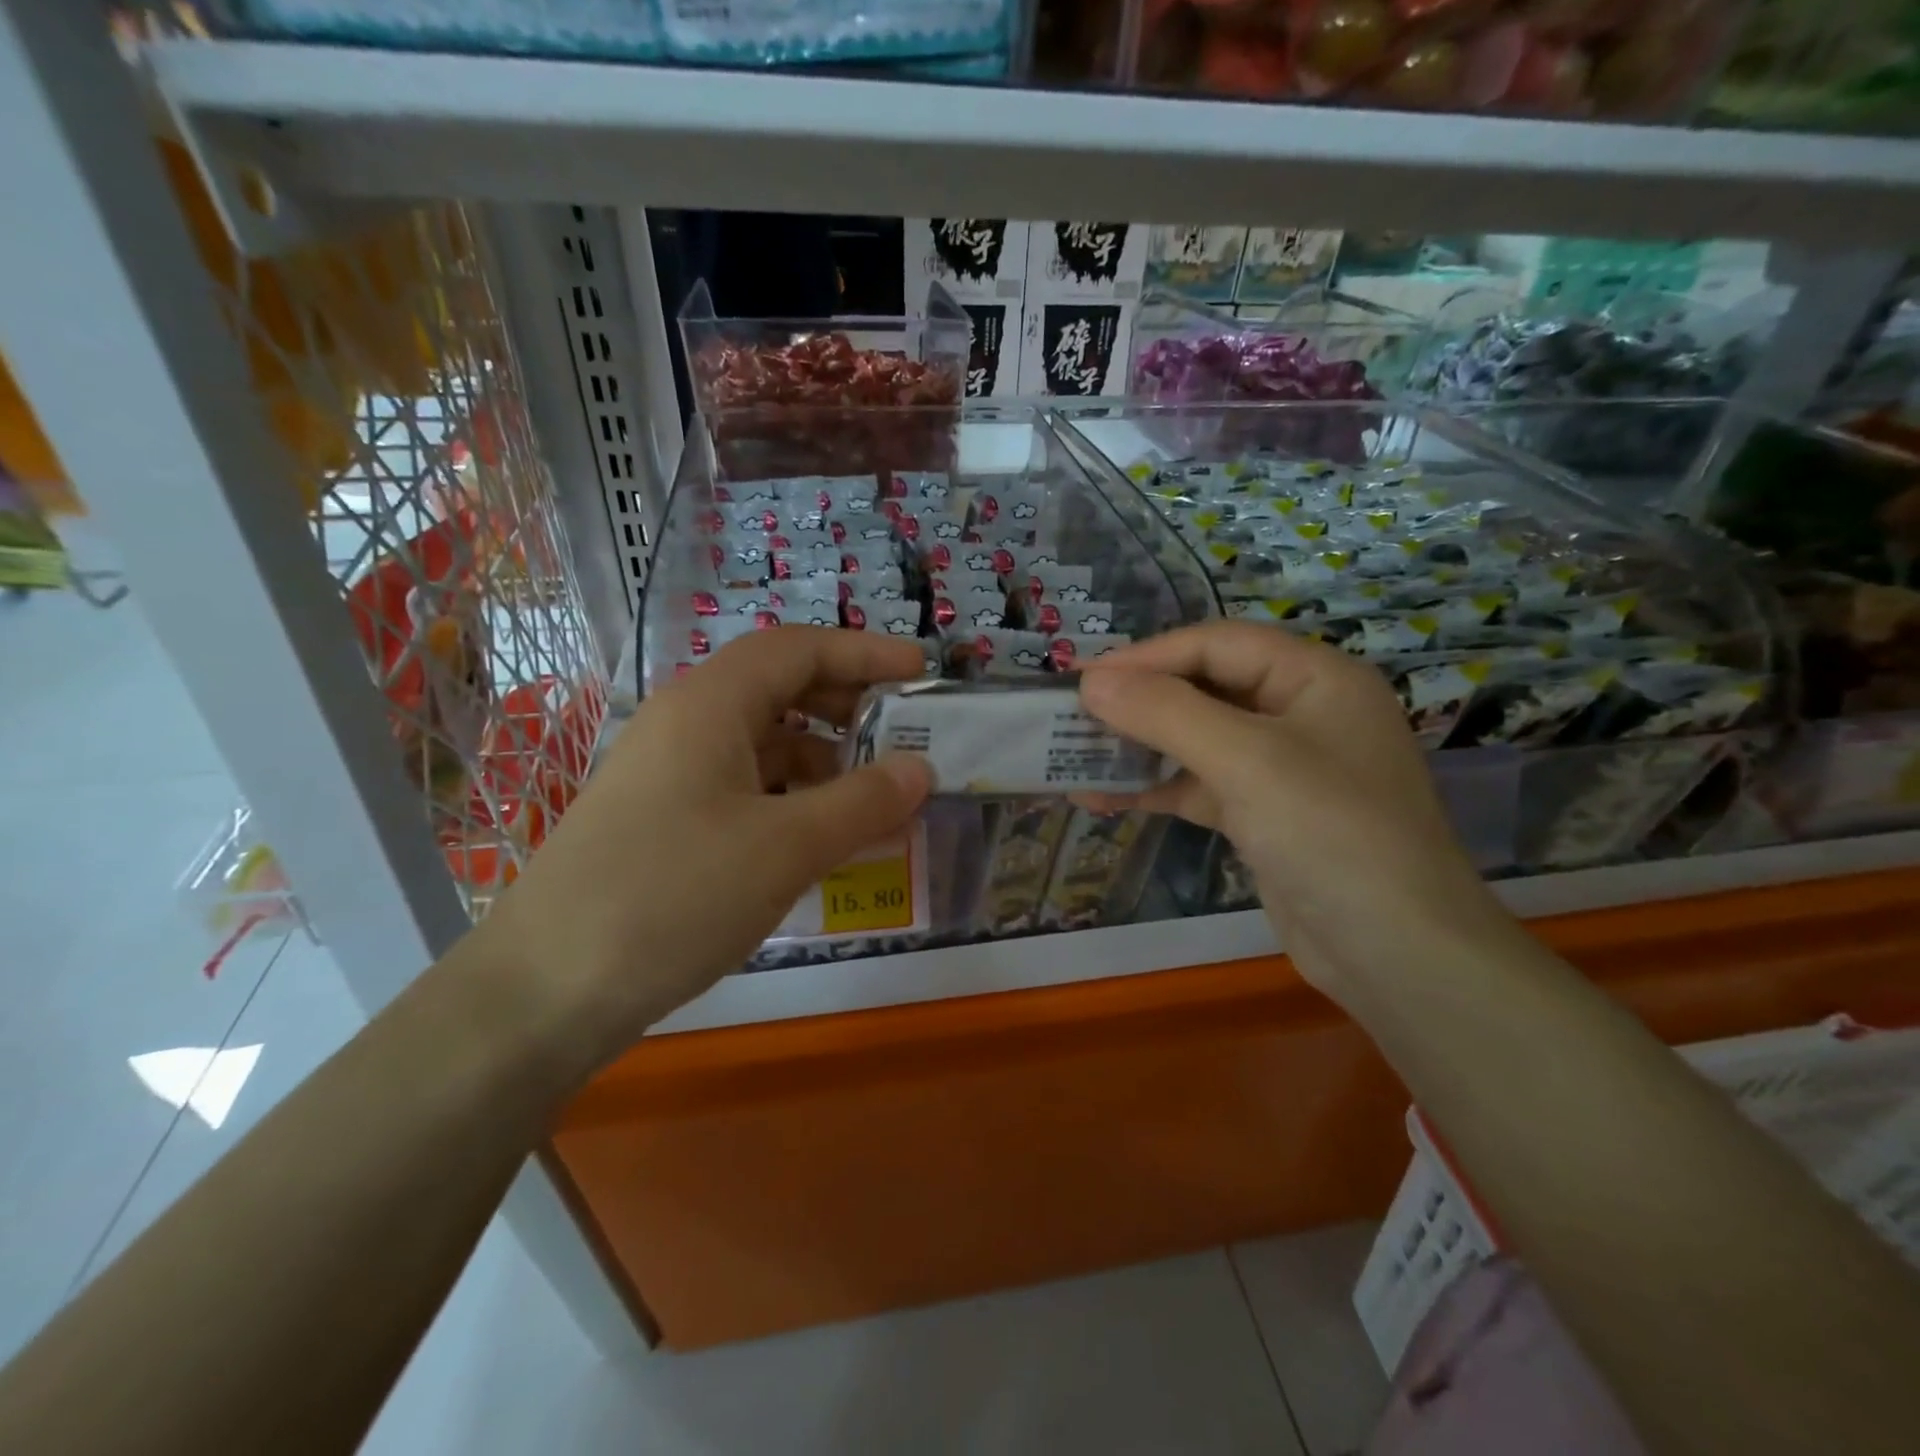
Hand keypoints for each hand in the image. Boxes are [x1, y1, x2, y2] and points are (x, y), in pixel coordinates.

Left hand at [478, 627, 931, 1063]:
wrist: (544, 992)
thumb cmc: (673, 896)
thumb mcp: (785, 847)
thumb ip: (863, 802)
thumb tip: (922, 769)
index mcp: (710, 705)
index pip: (799, 648)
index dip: (865, 652)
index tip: (920, 672)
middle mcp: (686, 724)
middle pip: (780, 689)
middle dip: (847, 707)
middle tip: (903, 738)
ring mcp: (669, 774)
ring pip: (763, 745)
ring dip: (823, 763)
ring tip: (874, 803)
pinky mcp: (663, 820)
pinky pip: (743, 789)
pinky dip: (791, 802)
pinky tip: (819, 842)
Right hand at [1073, 620, 1508, 997]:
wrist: (1396, 955)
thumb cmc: (1331, 834)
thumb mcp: (1246, 761)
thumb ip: (1166, 713)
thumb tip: (1091, 682)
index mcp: (1314, 678)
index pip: (1216, 644)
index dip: (1146, 656)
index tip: (1081, 677)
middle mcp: (1300, 712)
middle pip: (1204, 687)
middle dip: (1138, 701)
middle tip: (1072, 713)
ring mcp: (1283, 767)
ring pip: (1197, 739)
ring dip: (1138, 747)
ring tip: (1074, 753)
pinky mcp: (1264, 815)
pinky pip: (1199, 785)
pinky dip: (1154, 789)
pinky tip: (1100, 796)